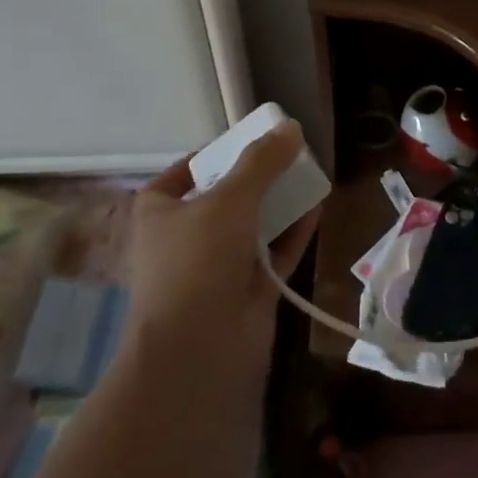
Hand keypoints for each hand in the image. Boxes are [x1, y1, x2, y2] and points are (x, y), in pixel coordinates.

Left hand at [119, 121, 319, 388]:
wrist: (199, 350)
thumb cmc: (197, 262)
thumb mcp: (229, 199)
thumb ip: (262, 162)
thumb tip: (290, 128)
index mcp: (159, 213)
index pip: (181, 174)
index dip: (212, 156)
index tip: (247, 143)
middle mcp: (184, 239)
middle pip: (224, 198)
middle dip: (256, 179)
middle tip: (288, 156)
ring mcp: (217, 268)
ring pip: (251, 226)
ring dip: (278, 204)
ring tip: (309, 175)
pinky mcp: (246, 291)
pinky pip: (274, 253)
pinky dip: (294, 232)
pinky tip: (318, 208)